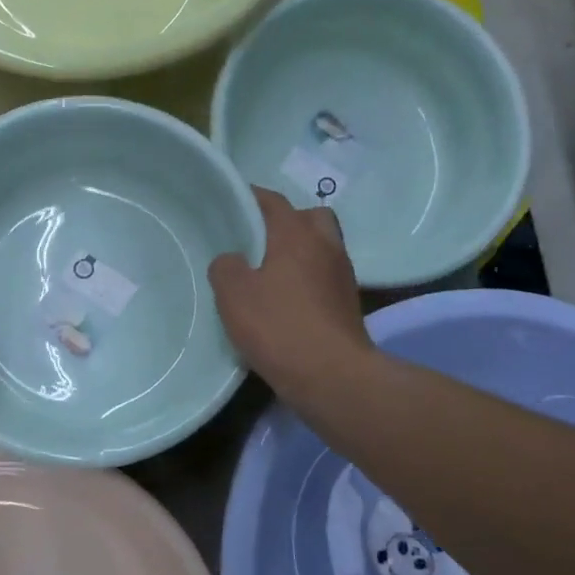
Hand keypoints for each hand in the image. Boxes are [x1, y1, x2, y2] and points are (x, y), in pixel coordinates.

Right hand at [209, 188, 372, 392]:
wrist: (332, 376)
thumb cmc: (278, 326)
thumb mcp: (233, 294)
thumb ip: (225, 267)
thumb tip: (233, 260)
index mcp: (296, 234)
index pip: (272, 200)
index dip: (250, 198)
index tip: (230, 203)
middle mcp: (326, 245)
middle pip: (308, 217)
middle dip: (285, 222)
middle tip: (258, 241)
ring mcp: (342, 275)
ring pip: (320, 247)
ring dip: (299, 252)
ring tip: (270, 273)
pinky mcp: (349, 304)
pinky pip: (324, 277)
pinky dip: (308, 280)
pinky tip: (287, 301)